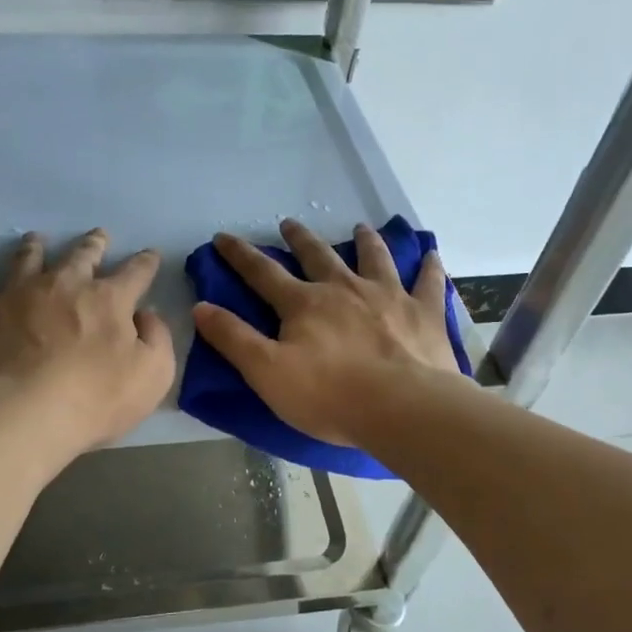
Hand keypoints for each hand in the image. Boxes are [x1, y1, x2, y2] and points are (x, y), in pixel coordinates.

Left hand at [0, 229, 174, 453]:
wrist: (24, 414)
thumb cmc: (96, 399)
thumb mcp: (154, 374)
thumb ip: (156, 338)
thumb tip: (145, 314)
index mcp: (109, 299)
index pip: (135, 273)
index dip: (145, 262)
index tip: (150, 254)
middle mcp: (65, 285)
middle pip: (81, 255)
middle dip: (93, 244)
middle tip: (97, 236)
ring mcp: (19, 295)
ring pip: (28, 259)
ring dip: (35, 247)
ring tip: (35, 239)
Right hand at [193, 219, 463, 447]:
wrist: (403, 408)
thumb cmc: (330, 396)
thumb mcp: (267, 373)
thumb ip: (233, 339)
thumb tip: (200, 306)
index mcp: (304, 304)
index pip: (262, 273)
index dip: (239, 255)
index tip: (223, 236)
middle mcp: (344, 288)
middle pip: (317, 256)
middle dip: (299, 239)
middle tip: (289, 223)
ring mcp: (388, 296)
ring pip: (373, 258)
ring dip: (364, 241)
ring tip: (360, 228)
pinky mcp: (423, 312)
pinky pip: (428, 282)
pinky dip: (428, 266)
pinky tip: (430, 254)